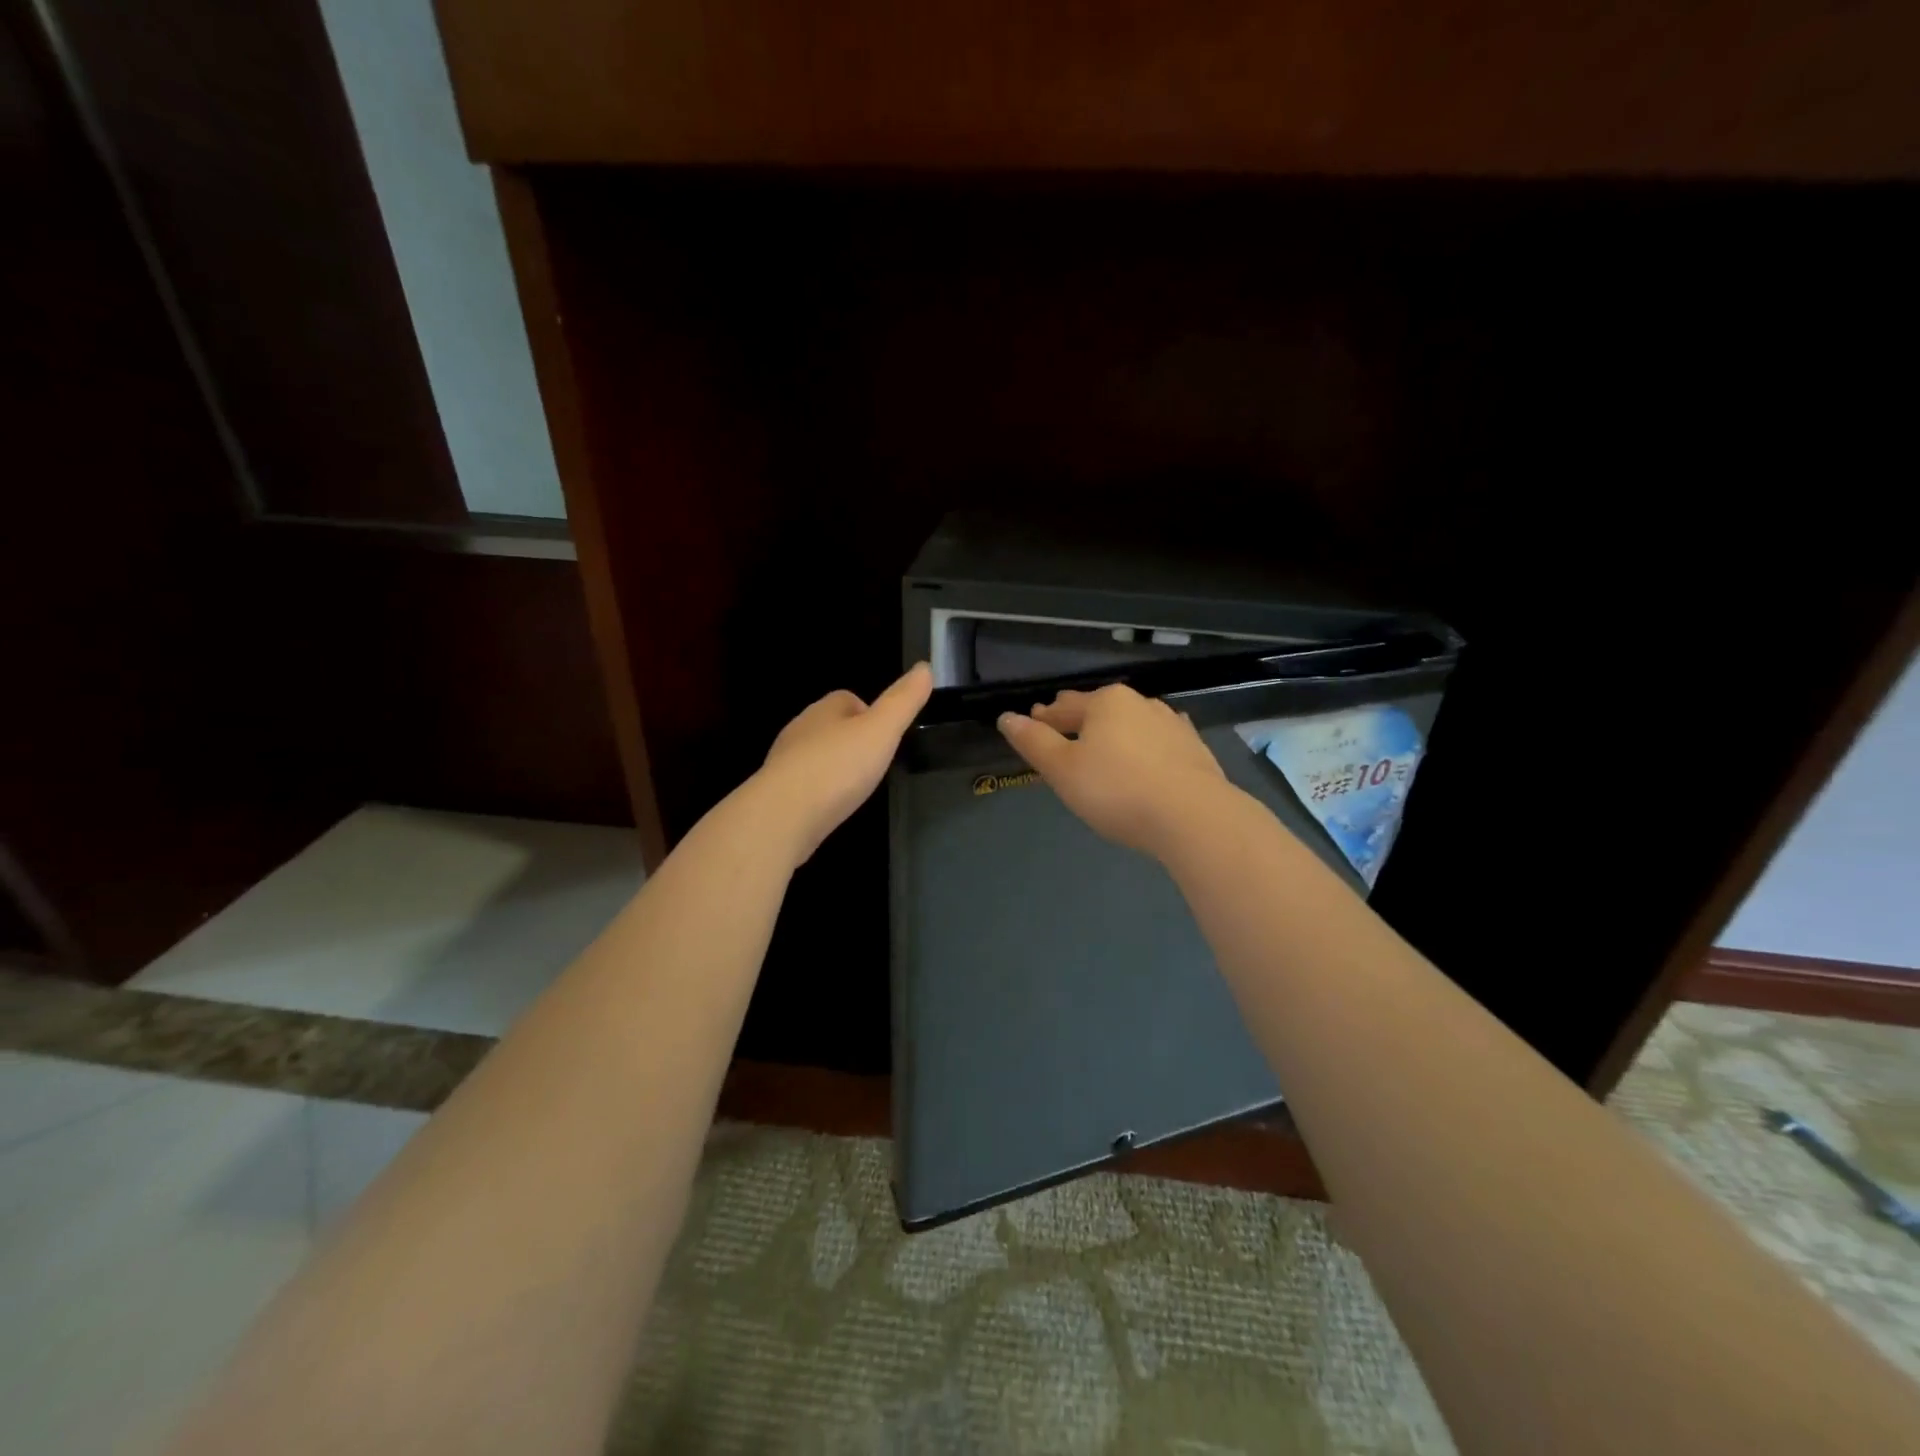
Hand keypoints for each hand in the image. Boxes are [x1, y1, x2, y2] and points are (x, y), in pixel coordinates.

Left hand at [753, 663, 932, 864]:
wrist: (782, 816)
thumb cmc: (837, 768)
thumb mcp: (881, 731)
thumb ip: (903, 702)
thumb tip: (925, 667)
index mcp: (824, 710)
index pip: (847, 699)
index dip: (869, 713)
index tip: (886, 735)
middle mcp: (800, 730)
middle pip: (829, 726)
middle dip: (850, 740)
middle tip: (874, 762)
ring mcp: (784, 763)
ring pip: (814, 755)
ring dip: (833, 766)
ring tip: (855, 787)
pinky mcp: (777, 794)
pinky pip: (803, 785)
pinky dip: (819, 792)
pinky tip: (831, 807)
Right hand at [998, 684, 1227, 858]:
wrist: (1193, 816)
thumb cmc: (1116, 790)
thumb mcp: (1063, 769)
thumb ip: (1033, 742)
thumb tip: (1006, 717)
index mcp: (1105, 703)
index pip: (1065, 706)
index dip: (1045, 716)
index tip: (1034, 721)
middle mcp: (1140, 703)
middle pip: (1100, 709)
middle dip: (1080, 718)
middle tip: (1065, 728)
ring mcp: (1172, 724)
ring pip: (1132, 723)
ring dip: (1115, 731)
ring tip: (1104, 745)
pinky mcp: (1194, 749)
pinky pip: (1159, 741)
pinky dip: (1144, 746)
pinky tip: (1147, 755)